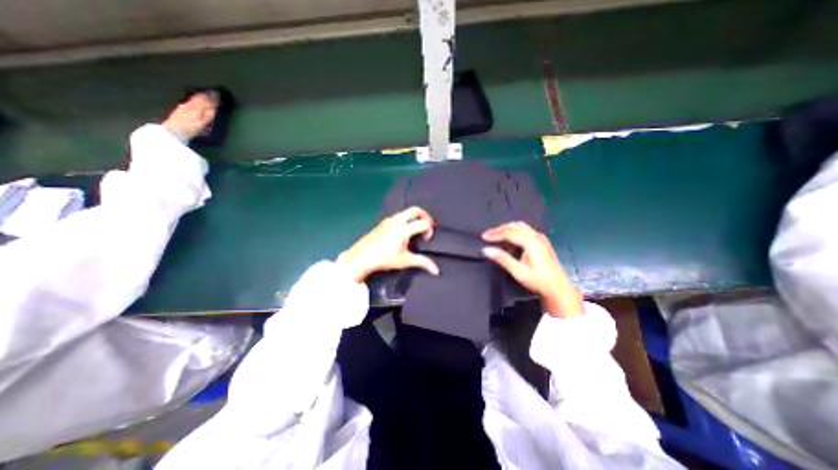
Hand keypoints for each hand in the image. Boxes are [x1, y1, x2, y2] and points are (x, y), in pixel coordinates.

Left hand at [336, 206, 439, 282]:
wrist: (361, 257)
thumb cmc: (384, 259)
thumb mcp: (405, 261)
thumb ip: (422, 263)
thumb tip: (436, 270)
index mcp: (403, 230)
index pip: (423, 222)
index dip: (430, 229)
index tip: (427, 239)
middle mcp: (396, 221)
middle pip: (415, 210)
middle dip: (425, 215)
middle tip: (427, 226)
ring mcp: (389, 220)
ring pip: (406, 212)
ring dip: (414, 217)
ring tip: (416, 230)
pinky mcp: (383, 222)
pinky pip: (398, 215)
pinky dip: (406, 219)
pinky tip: (403, 232)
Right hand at [486, 221, 583, 316]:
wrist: (559, 288)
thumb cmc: (538, 280)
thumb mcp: (518, 271)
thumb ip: (502, 258)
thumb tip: (485, 249)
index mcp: (531, 241)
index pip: (509, 232)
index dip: (495, 233)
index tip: (483, 237)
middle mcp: (536, 236)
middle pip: (514, 226)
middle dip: (499, 229)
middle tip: (487, 236)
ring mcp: (540, 237)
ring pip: (520, 226)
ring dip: (507, 229)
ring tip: (496, 236)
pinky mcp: (542, 241)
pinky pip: (525, 230)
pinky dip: (514, 232)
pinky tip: (509, 240)